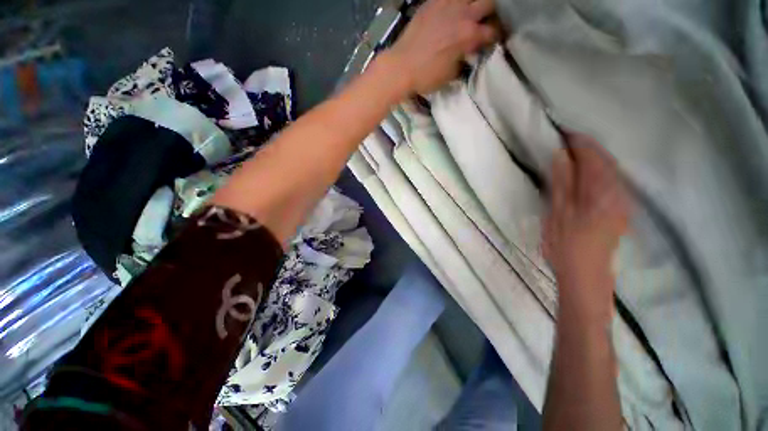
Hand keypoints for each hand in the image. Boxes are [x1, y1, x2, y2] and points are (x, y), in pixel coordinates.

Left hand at [386, 0, 499, 94]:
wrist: (401, 66)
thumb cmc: (426, 76)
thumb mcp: (450, 74)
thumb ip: (463, 60)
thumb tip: (467, 55)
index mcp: (468, 35)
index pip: (492, 31)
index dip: (496, 36)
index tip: (495, 40)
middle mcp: (462, 14)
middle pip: (488, 3)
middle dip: (491, 13)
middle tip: (485, 22)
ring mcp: (446, 4)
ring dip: (473, 3)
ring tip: (469, 12)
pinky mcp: (432, 3)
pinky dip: (454, 2)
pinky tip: (452, 9)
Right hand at [544, 134, 630, 320]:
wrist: (585, 276)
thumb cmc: (566, 246)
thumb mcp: (558, 213)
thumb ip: (561, 183)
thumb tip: (561, 155)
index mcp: (602, 193)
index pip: (593, 157)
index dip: (579, 142)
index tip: (563, 132)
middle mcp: (618, 193)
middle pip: (606, 161)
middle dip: (588, 147)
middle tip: (566, 139)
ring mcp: (621, 202)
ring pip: (610, 171)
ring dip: (594, 158)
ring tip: (574, 152)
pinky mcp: (619, 210)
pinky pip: (611, 182)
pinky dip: (598, 171)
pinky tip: (587, 172)